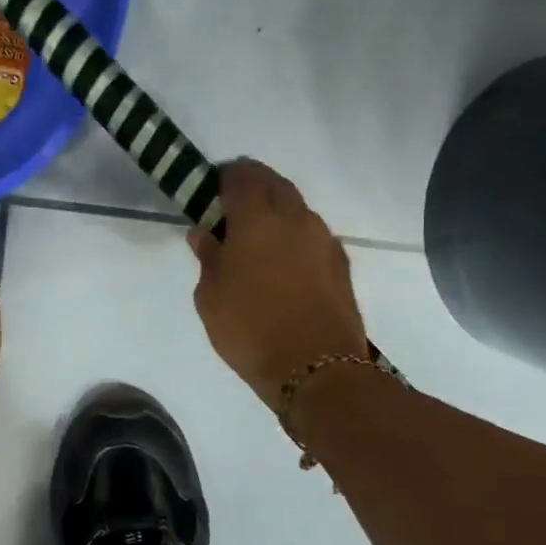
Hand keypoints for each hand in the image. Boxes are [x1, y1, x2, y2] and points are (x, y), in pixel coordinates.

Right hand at [189, 160, 368, 411]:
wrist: (317, 369)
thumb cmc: (250, 331)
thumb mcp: (211, 298)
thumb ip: (208, 257)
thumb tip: (204, 232)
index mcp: (257, 219)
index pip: (241, 176)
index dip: (225, 175)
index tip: (212, 186)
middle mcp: (294, 218)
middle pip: (274, 183)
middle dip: (254, 184)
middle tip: (234, 205)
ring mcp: (323, 239)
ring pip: (298, 207)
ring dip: (277, 210)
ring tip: (259, 235)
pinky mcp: (341, 263)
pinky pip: (313, 235)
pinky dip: (296, 235)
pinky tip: (285, 260)